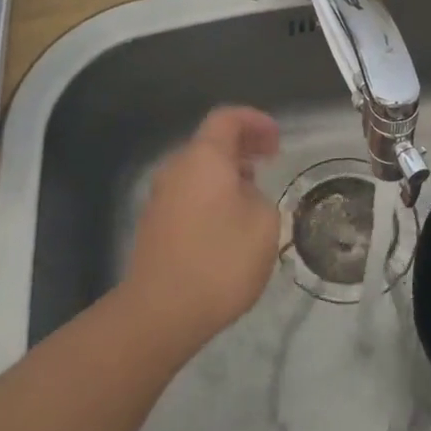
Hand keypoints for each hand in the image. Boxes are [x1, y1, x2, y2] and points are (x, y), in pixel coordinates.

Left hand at [123, 106, 282, 354]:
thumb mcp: (264, 224)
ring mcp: (161, 197)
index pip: (227, 118)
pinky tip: (228, 223)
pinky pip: (188, 195)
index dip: (255, 121)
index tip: (277, 140)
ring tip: (253, 194)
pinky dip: (211, 195)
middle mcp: (177, 168)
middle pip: (210, 142)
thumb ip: (260, 197)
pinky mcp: (154, 226)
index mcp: (204, 157)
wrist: (160, 313)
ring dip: (227, 173)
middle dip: (242, 146)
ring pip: (198, 170)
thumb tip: (245, 196)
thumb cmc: (220, 259)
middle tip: (270, 160)